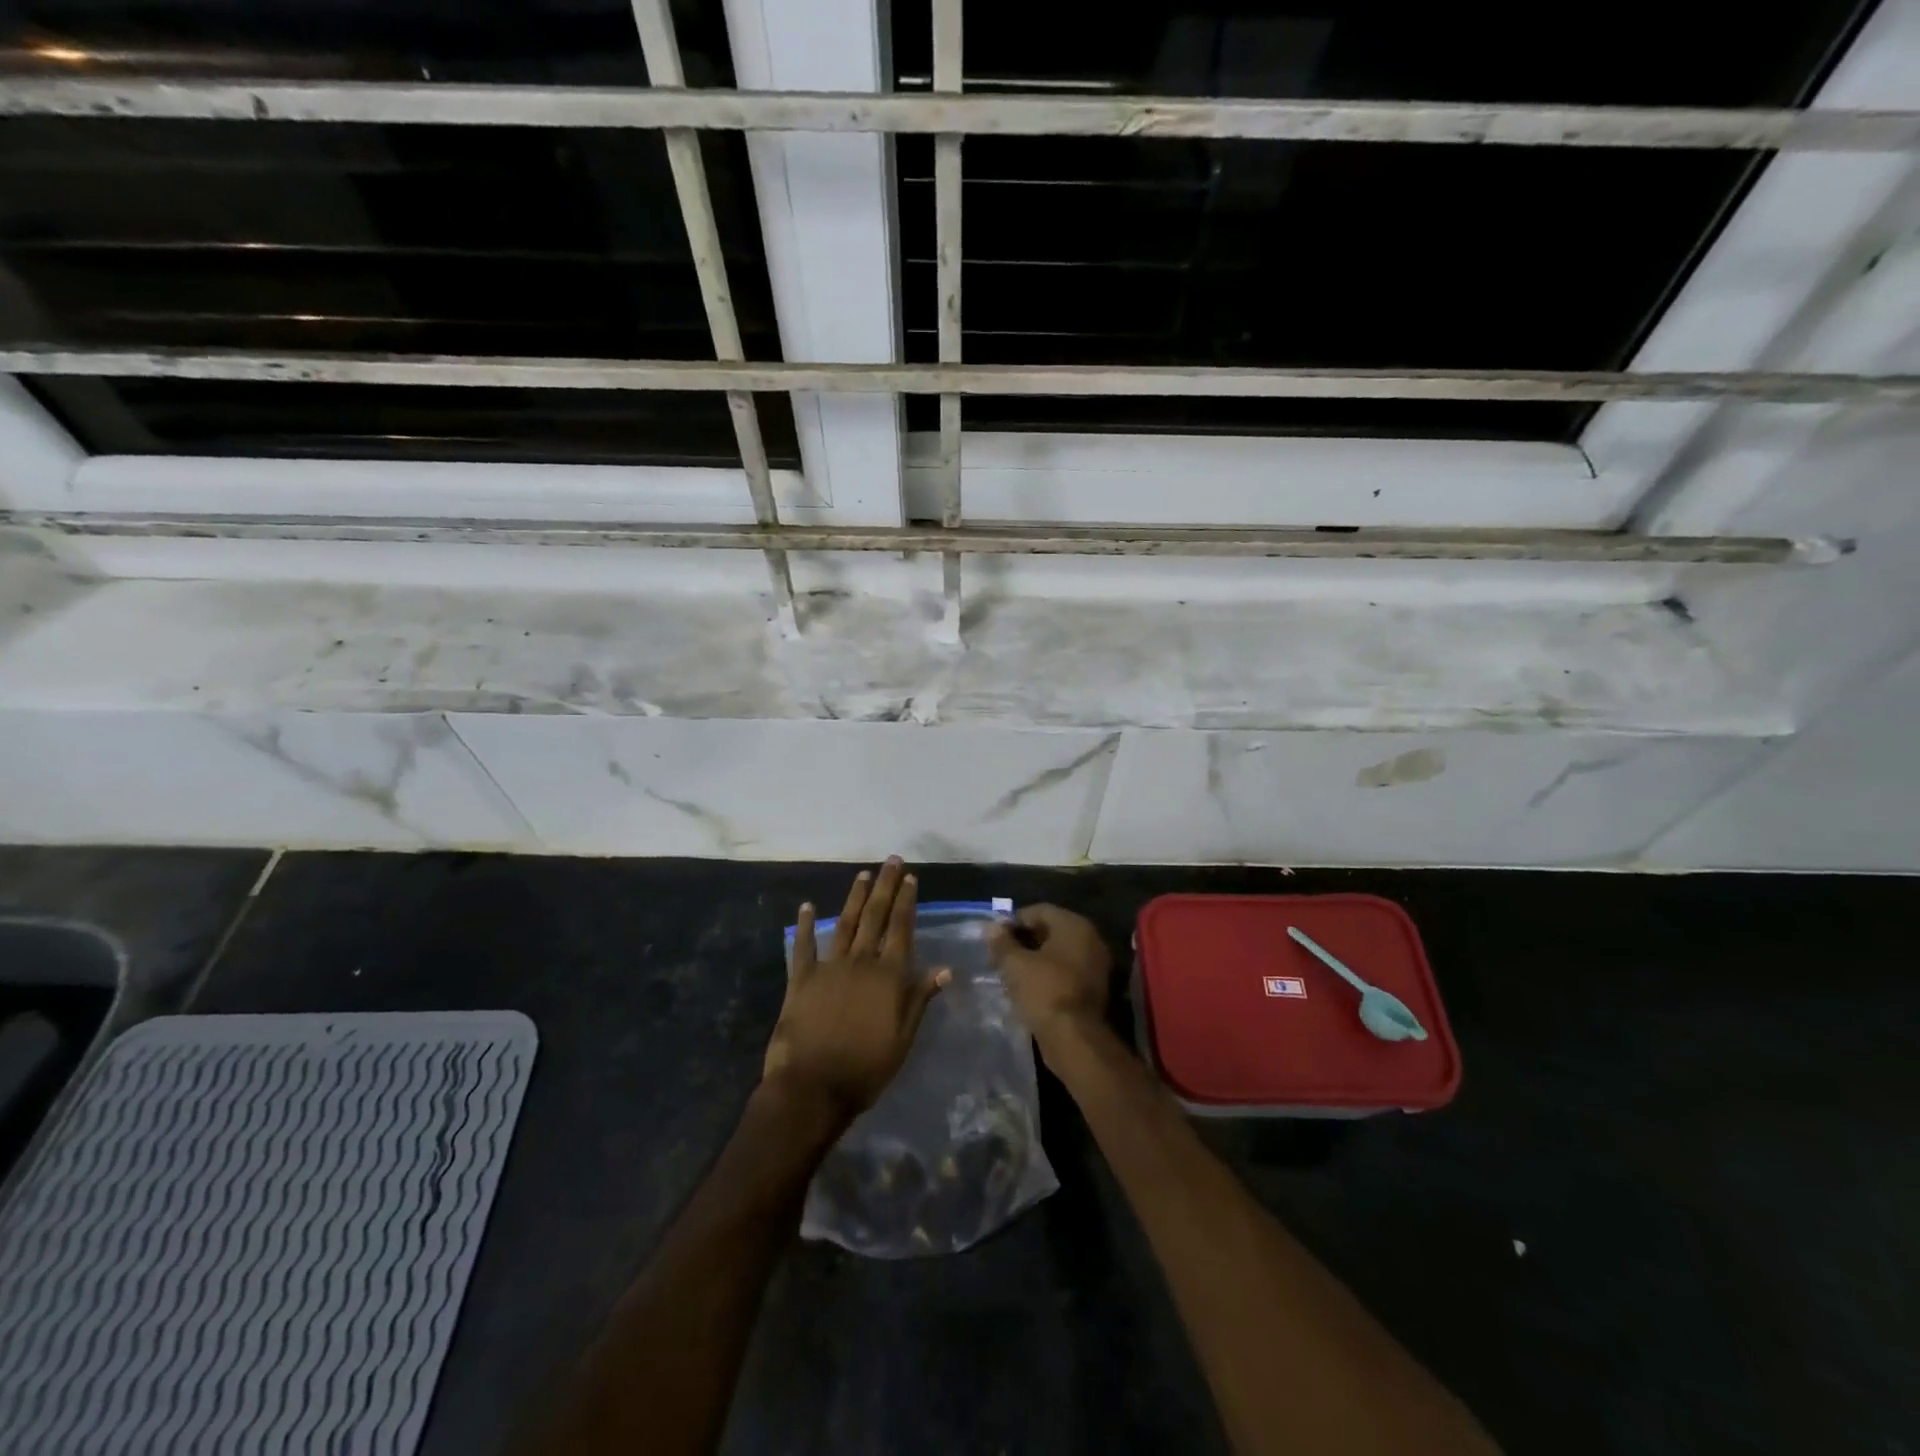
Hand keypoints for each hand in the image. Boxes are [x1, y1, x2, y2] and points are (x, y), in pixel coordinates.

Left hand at [763, 858, 949, 1119]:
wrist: (812, 1088)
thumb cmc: (866, 1068)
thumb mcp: (903, 1039)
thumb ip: (920, 999)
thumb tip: (945, 969)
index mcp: (888, 976)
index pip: (901, 929)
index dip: (907, 901)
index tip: (911, 878)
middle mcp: (861, 962)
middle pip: (875, 916)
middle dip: (885, 887)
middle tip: (892, 861)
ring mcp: (829, 967)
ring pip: (844, 923)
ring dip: (855, 897)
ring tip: (863, 874)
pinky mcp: (800, 979)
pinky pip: (803, 947)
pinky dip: (805, 926)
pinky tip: (805, 907)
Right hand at [987, 904, 1112, 1042]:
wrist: (1074, 1038)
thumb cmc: (1043, 991)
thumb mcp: (1014, 964)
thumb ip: (1001, 942)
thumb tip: (991, 927)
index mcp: (1074, 925)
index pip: (1039, 910)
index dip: (1014, 921)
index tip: (995, 936)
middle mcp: (1090, 939)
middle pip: (1051, 930)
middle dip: (1024, 940)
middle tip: (1001, 954)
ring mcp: (1096, 965)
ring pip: (1059, 953)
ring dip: (1036, 959)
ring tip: (1011, 972)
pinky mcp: (1095, 989)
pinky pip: (1066, 972)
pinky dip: (1048, 975)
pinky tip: (1029, 987)